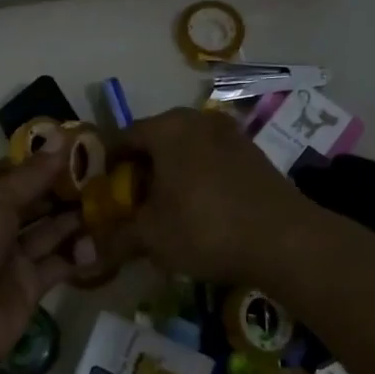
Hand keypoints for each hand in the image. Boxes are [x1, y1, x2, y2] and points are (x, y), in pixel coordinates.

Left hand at [0, 148, 89, 373]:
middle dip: (63, 189)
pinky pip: (59, 264)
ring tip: (111, 202)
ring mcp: (11, 258)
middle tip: (105, 173)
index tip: (76, 147)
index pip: (9, 173)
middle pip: (33, 202)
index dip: (39, 161)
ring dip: (75, 218)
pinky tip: (101, 242)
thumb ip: (32, 174)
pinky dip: (79, 255)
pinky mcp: (29, 286)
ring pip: (49, 232)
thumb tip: (60, 136)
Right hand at [95, 108, 309, 282]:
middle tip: (130, 205)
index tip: (100, 194)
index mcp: (167, 128)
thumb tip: (88, 253)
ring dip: (170, 175)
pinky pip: (211, 160)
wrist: (286, 240)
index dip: (106, 166)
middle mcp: (197, 120)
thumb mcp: (151, 237)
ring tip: (165, 210)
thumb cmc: (205, 227)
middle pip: (155, 142)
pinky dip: (197, 179)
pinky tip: (199, 210)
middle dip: (139, 172)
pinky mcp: (253, 154)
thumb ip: (116, 239)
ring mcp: (230, 134)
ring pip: (185, 150)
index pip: (122, 138)